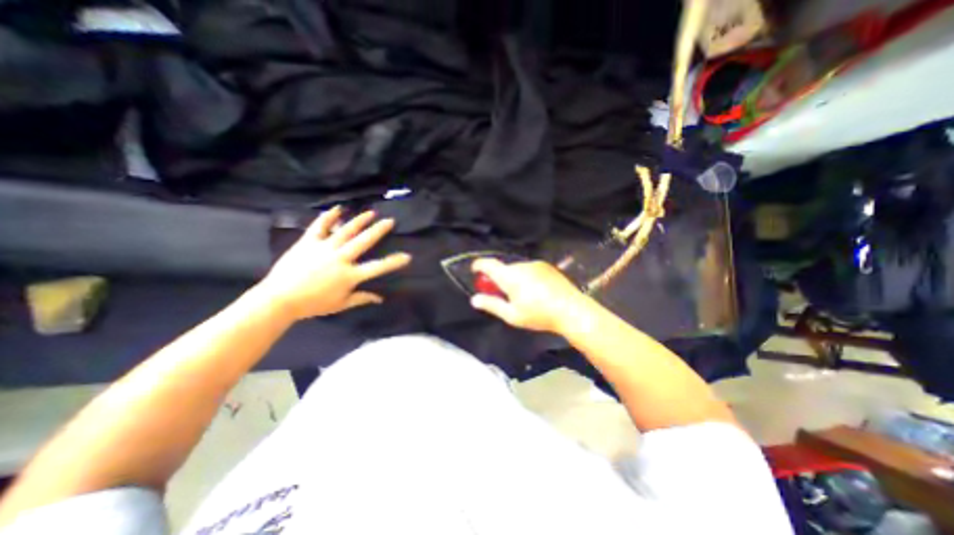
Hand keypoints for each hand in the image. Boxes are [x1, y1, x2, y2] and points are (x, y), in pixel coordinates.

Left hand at [258, 207, 410, 318]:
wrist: (279, 299)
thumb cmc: (312, 304)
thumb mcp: (341, 304)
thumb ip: (362, 298)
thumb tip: (380, 298)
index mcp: (350, 275)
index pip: (378, 267)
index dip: (394, 262)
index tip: (407, 256)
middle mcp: (341, 258)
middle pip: (364, 241)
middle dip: (379, 230)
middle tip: (390, 221)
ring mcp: (324, 248)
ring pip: (346, 230)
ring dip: (360, 220)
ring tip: (371, 212)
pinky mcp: (308, 242)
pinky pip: (320, 226)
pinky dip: (328, 216)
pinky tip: (338, 208)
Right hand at [469, 258, 589, 334]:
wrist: (571, 310)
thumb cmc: (539, 315)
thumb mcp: (512, 315)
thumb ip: (492, 305)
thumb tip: (475, 299)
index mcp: (510, 276)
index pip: (489, 264)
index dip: (479, 265)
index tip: (475, 270)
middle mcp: (521, 266)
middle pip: (504, 269)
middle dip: (500, 279)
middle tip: (503, 295)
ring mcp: (536, 264)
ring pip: (517, 270)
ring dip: (514, 279)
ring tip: (524, 296)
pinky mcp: (547, 266)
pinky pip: (530, 270)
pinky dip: (527, 277)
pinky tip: (537, 291)